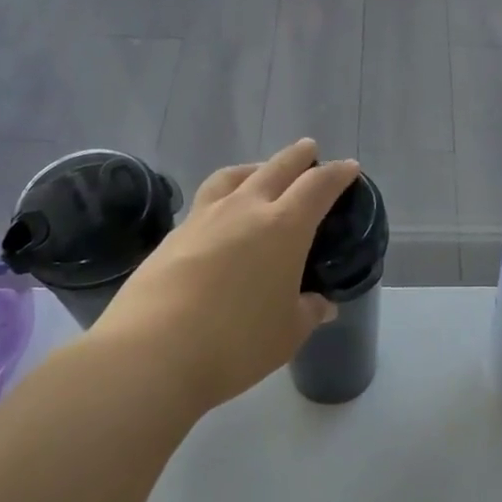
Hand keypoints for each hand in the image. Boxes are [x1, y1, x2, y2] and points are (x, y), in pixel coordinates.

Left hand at [85, 140, 358, 412]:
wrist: (152, 352)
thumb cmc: (237, 342)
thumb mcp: (288, 332)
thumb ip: (308, 311)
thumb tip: (321, 304)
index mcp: (284, 227)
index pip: (318, 186)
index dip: (337, 174)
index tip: (349, 167)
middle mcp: (245, 210)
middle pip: (276, 168)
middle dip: (297, 156)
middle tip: (308, 149)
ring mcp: (204, 218)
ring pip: (233, 176)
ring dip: (254, 168)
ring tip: (259, 172)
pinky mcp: (173, 236)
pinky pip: (205, 202)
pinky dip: (223, 197)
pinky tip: (221, 219)